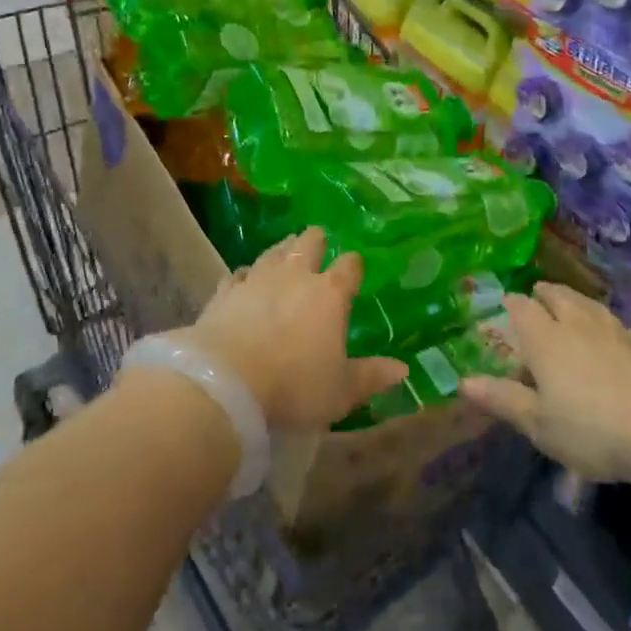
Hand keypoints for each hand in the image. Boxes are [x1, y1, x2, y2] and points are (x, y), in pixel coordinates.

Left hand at [173, 228, 406, 431]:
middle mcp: (296, 275)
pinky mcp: (226, 291)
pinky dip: (246, 274)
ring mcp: (258, 279)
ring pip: (274, 251)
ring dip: (283, 249)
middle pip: (309, 243)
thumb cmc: (294, 385)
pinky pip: (239, 274)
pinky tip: (245, 277)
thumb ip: (371, 376)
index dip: (354, 265)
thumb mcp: (340, 390)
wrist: (227, 381)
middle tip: (318, 241)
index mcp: (330, 294)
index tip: (355, 266)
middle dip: (316, 240)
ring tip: (287, 247)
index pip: (349, 266)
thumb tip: (403, 369)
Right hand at [460, 282, 630, 483]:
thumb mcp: (539, 424)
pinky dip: (600, 320)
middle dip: (543, 294)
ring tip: (568, 306)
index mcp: (545, 338)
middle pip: (556, 295)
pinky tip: (606, 335)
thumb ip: (503, 399)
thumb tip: (464, 382)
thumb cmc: (592, 428)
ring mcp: (611, 329)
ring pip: (585, 303)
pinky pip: (611, 321)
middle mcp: (575, 322)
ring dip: (572, 300)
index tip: (505, 306)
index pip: (521, 307)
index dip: (511, 305)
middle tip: (536, 297)